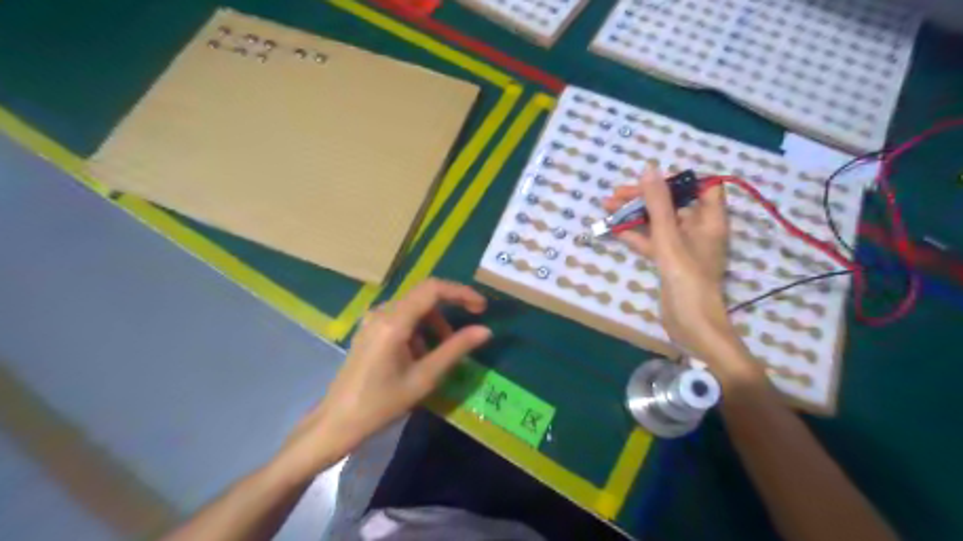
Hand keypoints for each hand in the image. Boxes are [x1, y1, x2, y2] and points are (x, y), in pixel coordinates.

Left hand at [279, 279, 489, 473]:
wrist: (337, 422)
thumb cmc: (381, 404)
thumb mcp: (424, 378)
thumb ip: (455, 349)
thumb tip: (485, 331)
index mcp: (393, 322)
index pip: (432, 289)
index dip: (460, 292)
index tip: (481, 307)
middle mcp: (381, 312)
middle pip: (424, 295)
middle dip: (450, 308)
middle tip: (470, 327)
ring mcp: (372, 319)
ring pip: (414, 308)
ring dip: (434, 323)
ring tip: (441, 352)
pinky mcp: (370, 329)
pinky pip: (402, 318)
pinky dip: (419, 330)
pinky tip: (420, 355)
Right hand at [604, 167, 737, 364]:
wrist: (690, 324)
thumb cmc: (686, 277)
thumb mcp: (669, 237)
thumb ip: (658, 204)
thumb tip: (649, 169)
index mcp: (709, 220)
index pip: (703, 186)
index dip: (678, 179)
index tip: (651, 179)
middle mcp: (699, 230)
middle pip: (673, 204)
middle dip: (645, 197)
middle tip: (616, 195)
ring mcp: (683, 247)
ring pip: (659, 223)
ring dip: (636, 215)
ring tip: (608, 207)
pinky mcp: (670, 262)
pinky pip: (653, 242)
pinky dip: (637, 235)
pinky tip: (616, 230)